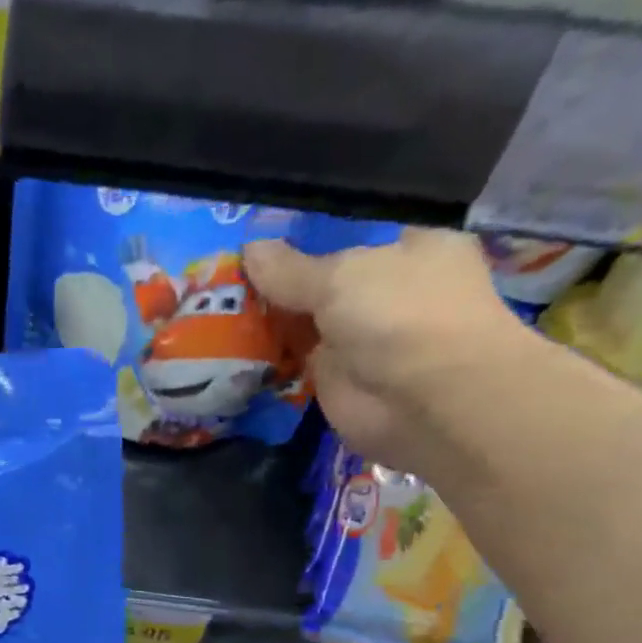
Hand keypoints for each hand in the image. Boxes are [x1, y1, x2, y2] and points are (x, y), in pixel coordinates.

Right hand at [243, 229, 530, 474]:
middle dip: (280, 284)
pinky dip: (268, 361)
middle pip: (323, 284)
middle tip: (223, 281)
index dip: (304, 242)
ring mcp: (362, 342)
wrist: (427, 403)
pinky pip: (295, 364)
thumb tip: (249, 248)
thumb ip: (291, 269)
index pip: (350, 239)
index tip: (257, 246)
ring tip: (215, 311)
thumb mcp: (340, 277)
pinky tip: (228, 350)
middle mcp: (388, 294)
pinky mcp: (338, 383)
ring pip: (306, 325)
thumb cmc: (400, 318)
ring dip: (269, 323)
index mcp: (409, 250)